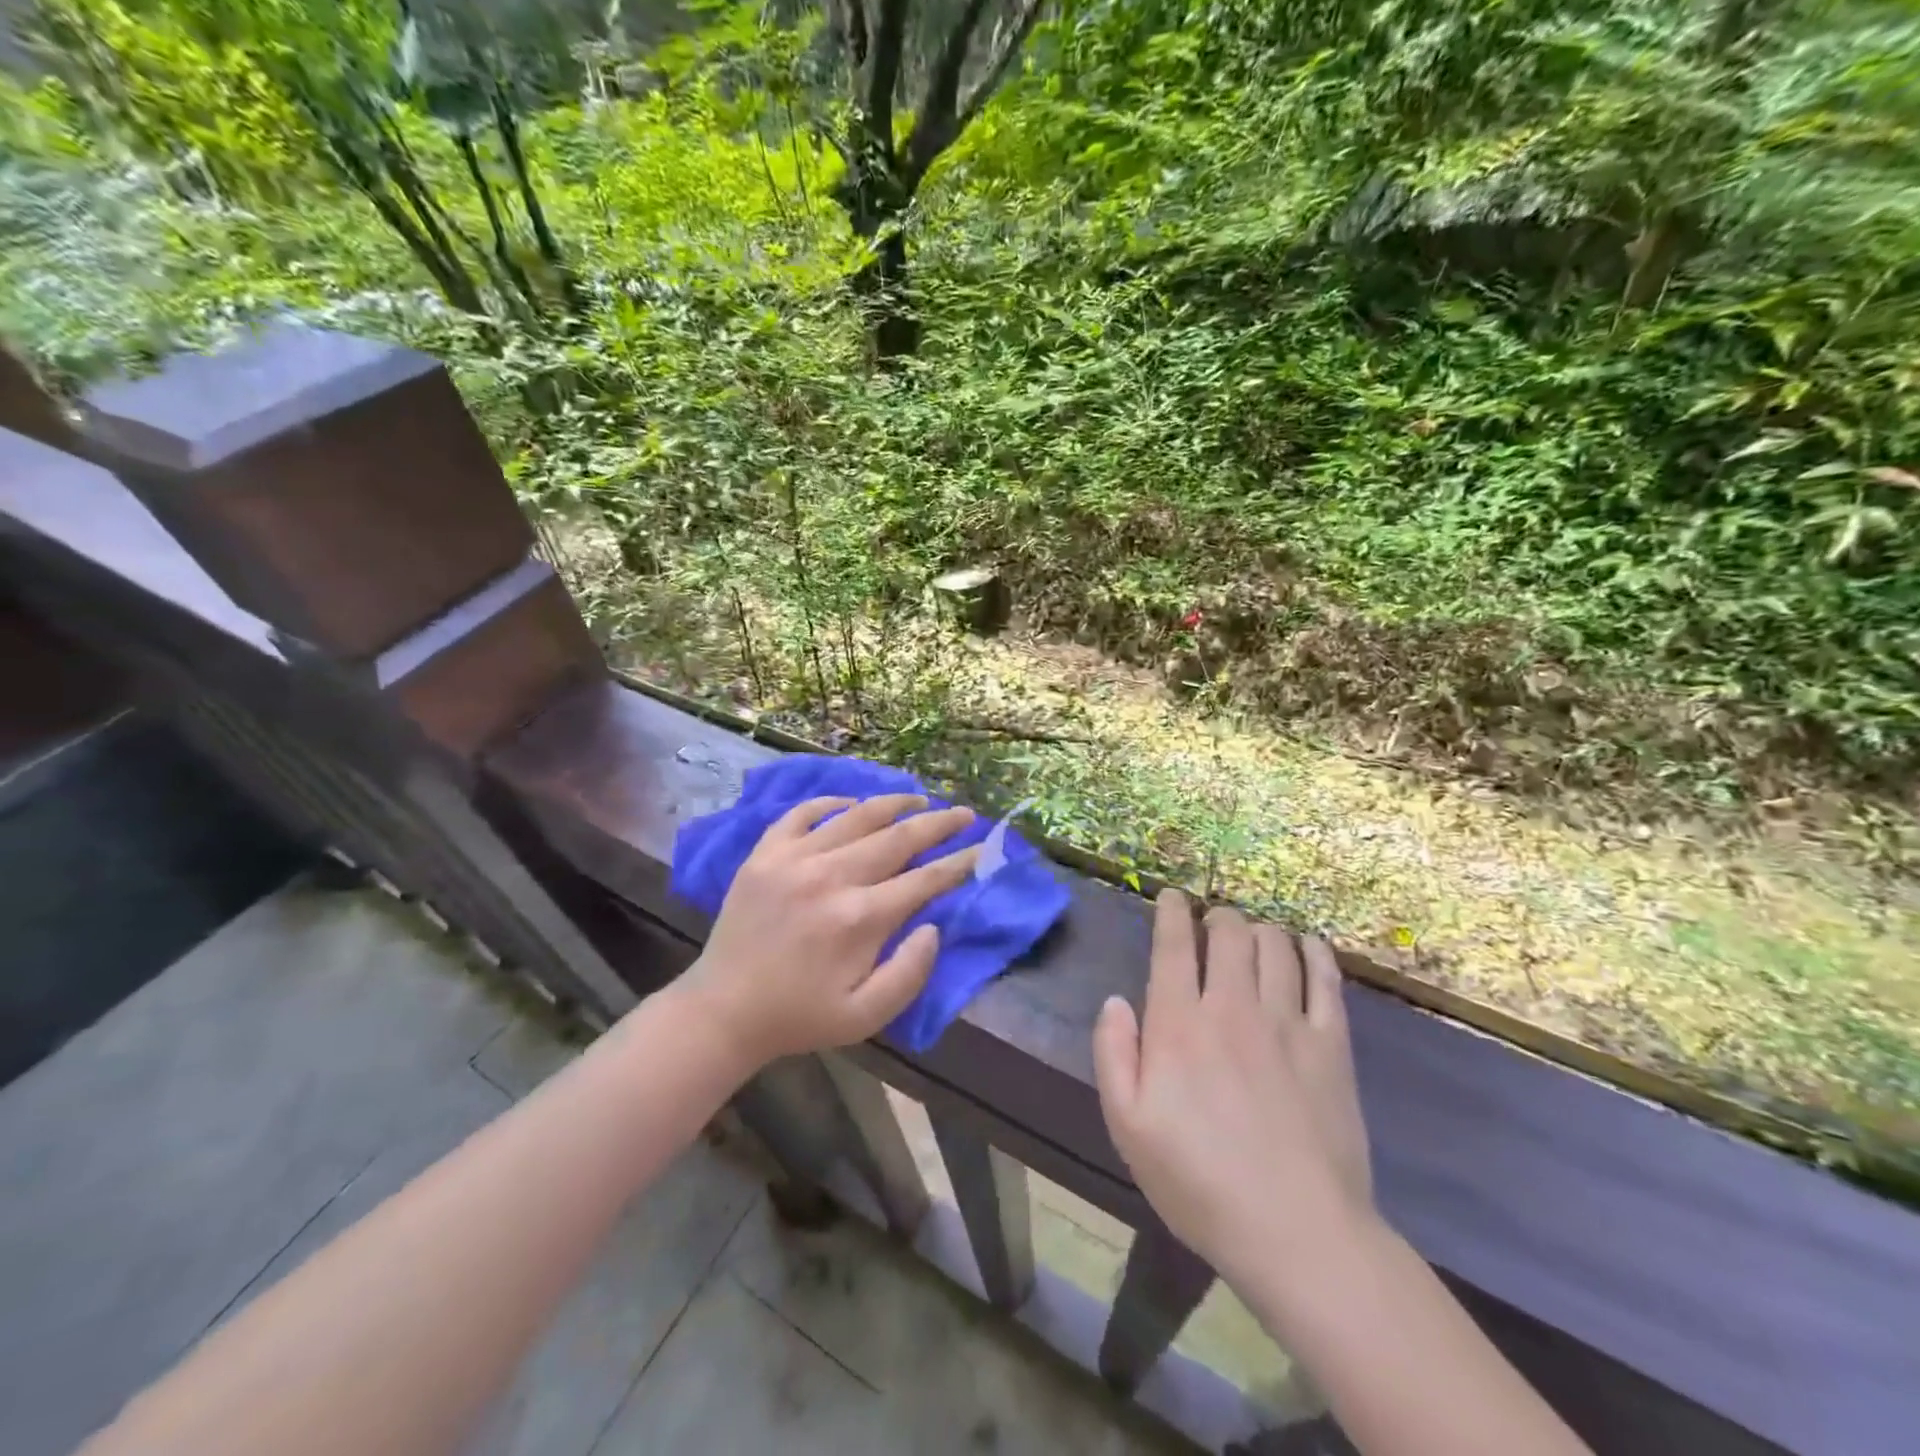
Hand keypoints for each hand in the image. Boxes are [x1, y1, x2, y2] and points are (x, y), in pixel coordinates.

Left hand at [679, 793, 977, 1067]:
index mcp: (860, 918)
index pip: (924, 879)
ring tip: (920, 799)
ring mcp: (794, 858)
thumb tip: (934, 926)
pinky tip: (852, 803)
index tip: (983, 849)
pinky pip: (803, 812)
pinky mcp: (765, 853)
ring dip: (894, 804)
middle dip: (938, 824)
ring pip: (857, 815)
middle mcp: (831, 876)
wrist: (723, 1011)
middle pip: (898, 837)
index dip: (959, 862)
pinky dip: (831, 802)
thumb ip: (910, 974)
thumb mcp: (865, 1017)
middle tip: (964, 813)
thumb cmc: (800, 1016)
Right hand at [1093, 891, 1374, 1297]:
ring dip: (1259, 928)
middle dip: (1217, 916)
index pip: (1174, 945)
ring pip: (1275, 945)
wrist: (1296, 1233)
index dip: (1171, 912)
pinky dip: (1313, 951)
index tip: (1171, 896)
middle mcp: (1232, 1007)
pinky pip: (1325, 978)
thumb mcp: (1127, 1126)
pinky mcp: (1332, 1045)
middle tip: (1212, 921)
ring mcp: (1287, 1022)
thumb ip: (1113, 1054)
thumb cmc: (1199, 1182)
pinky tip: (1304, 946)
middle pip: (1229, 933)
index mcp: (1179, 1024)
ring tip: (1252, 934)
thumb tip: (1115, 1001)